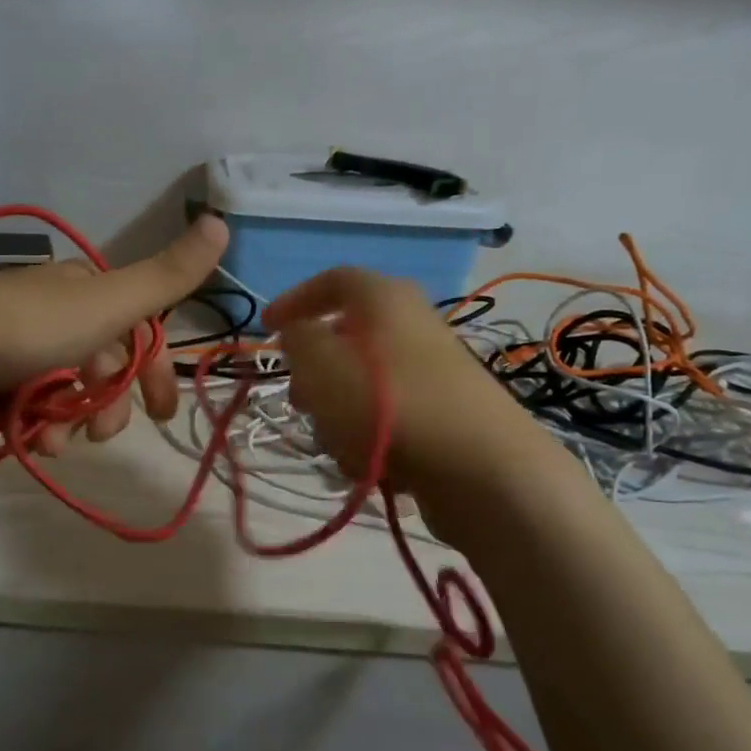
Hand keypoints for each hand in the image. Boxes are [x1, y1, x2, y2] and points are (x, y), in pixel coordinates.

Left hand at [0, 215, 229, 453]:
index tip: (164, 412)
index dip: (155, 370)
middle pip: (103, 364)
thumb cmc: (29, 328)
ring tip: (57, 443)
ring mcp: (18, 344)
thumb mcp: (109, 303)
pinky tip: (34, 442)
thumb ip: (167, 276)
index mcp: (84, 288)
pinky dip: (40, 425)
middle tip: (103, 435)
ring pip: (67, 390)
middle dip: (109, 404)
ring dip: (72, 421)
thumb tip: (223, 223)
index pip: (137, 329)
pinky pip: (31, 404)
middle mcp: (54, 310)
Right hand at [265, 267, 517, 488]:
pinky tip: (369, 466)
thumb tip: (299, 333)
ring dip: (339, 412)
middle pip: (347, 337)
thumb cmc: (389, 406)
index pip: (332, 280)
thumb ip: (297, 340)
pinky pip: (391, 415)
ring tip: (335, 444)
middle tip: (298, 400)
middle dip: (315, 372)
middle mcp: (413, 324)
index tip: (266, 330)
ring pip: (365, 383)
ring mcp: (434, 370)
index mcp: (384, 298)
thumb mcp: (321, 365)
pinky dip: (371, 436)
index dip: (293, 300)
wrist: (484, 470)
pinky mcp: (447, 413)